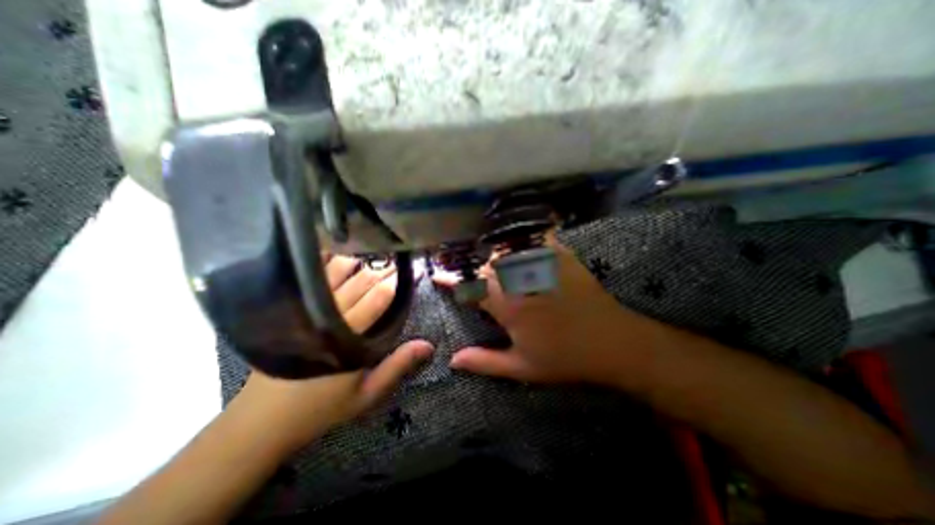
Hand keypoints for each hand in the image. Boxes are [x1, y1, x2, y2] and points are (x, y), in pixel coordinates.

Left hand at [239, 251, 433, 451]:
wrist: (260, 422)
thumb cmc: (320, 408)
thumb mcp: (366, 394)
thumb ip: (397, 366)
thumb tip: (428, 345)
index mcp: (349, 337)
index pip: (379, 298)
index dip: (398, 282)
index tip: (414, 270)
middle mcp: (329, 316)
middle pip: (361, 282)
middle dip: (383, 269)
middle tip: (399, 258)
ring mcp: (306, 310)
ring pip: (337, 275)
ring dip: (358, 261)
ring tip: (376, 251)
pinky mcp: (290, 310)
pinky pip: (311, 279)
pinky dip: (325, 263)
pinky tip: (336, 251)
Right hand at [440, 240, 663, 385]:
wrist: (612, 342)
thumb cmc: (565, 358)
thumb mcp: (522, 367)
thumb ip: (485, 362)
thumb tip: (453, 361)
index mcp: (507, 305)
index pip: (469, 288)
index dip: (450, 282)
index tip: (437, 275)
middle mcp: (518, 279)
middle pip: (485, 265)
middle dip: (470, 268)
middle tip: (464, 271)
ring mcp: (540, 263)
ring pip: (504, 250)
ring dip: (490, 254)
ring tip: (485, 258)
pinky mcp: (559, 255)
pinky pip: (534, 238)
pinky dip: (520, 237)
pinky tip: (515, 239)